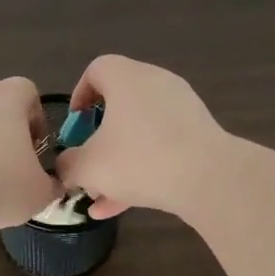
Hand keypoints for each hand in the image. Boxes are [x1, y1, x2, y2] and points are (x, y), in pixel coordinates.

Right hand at [55, 55, 229, 219]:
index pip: (97, 69)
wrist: (208, 179)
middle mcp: (156, 83)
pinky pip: (162, 147)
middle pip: (119, 104)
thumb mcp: (89, 167)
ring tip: (101, 195)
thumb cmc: (139, 160)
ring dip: (119, 160)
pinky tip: (123, 205)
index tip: (75, 124)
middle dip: (99, 137)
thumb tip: (66, 167)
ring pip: (140, 131)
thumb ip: (68, 165)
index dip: (80, 94)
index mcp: (127, 78)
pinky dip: (142, 169)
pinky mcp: (199, 134)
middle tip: (87, 161)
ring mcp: (182, 109)